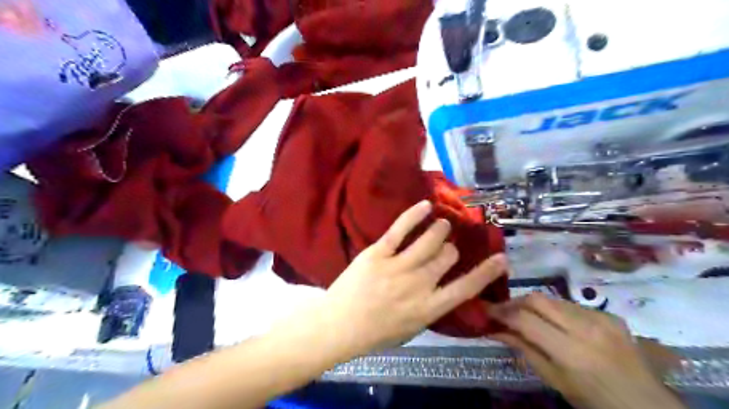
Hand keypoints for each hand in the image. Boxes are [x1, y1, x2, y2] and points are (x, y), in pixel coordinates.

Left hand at [325, 201, 508, 354]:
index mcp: (429, 308)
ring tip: (441, 224)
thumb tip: (444, 287)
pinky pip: (400, 229)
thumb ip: (430, 307)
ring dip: (440, 228)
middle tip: (445, 246)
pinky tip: (425, 206)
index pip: (466, 287)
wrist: (338, 326)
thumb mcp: (411, 329)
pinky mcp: (377, 253)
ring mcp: (398, 267)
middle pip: (448, 256)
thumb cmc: (374, 332)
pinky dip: (415, 214)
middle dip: (450, 249)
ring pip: (431, 239)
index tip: (501, 258)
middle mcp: (419, 285)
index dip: (487, 271)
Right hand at [486, 293, 687, 407]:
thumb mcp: (554, 380)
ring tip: (526, 317)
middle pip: (537, 299)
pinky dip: (556, 310)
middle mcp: (586, 328)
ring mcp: (601, 318)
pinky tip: (557, 324)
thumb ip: (523, 350)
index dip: (501, 311)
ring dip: (534, 305)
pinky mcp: (610, 314)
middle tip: (503, 311)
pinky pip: (572, 304)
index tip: (486, 310)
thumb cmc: (594, 401)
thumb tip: (494, 330)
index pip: (525, 319)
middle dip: (515, 301)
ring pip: (553, 298)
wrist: (647, 406)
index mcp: (570, 352)